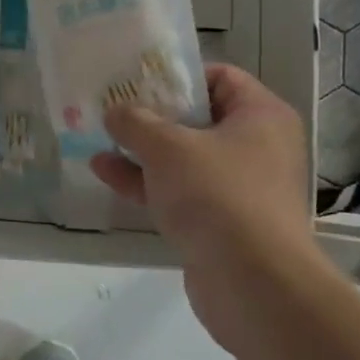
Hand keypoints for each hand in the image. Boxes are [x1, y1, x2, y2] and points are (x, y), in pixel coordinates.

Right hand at [91, 64, 319, 338]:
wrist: (253, 283)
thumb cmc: (217, 195)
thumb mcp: (167, 147)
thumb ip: (135, 122)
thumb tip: (115, 112)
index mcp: (260, 116)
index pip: (220, 78)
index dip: (178, 76)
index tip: (137, 80)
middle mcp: (257, 148)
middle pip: (198, 119)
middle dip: (152, 115)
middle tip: (112, 108)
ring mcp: (240, 188)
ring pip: (184, 159)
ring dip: (142, 151)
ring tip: (98, 139)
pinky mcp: (221, 223)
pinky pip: (180, 192)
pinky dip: (147, 183)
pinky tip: (105, 173)